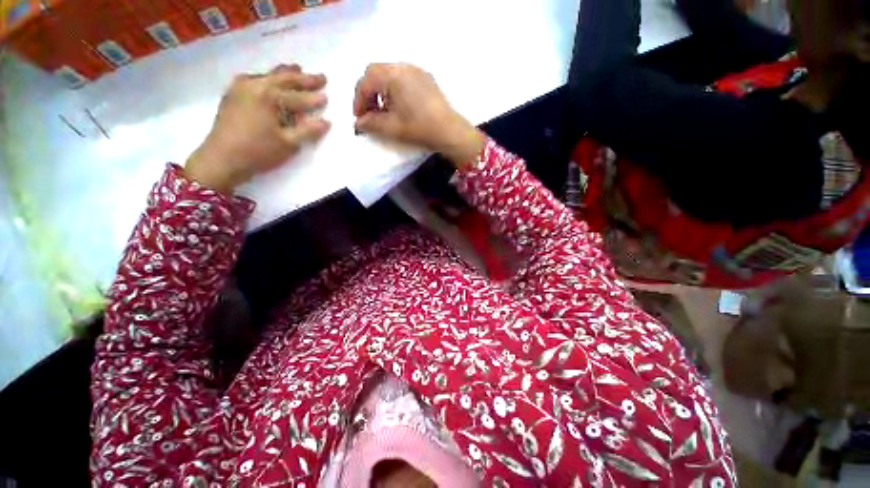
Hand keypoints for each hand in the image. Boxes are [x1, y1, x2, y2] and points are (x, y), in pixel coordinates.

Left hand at [186, 64, 330, 193]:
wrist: (221, 159)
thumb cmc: (258, 151)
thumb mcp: (288, 144)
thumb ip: (308, 131)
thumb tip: (326, 122)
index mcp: (269, 96)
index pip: (298, 97)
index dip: (314, 99)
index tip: (327, 97)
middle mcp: (254, 85)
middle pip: (284, 79)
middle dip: (304, 79)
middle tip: (321, 77)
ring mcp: (240, 87)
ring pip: (268, 76)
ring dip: (285, 74)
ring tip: (297, 69)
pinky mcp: (232, 94)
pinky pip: (254, 79)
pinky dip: (267, 78)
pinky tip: (269, 79)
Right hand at [353, 63, 485, 169]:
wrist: (450, 132)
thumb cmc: (419, 128)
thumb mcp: (391, 128)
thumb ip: (370, 123)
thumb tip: (357, 124)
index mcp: (393, 74)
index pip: (366, 81)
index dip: (358, 100)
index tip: (358, 118)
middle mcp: (404, 66)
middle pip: (376, 73)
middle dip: (368, 93)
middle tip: (369, 113)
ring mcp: (417, 71)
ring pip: (390, 74)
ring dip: (381, 91)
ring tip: (383, 111)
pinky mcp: (426, 79)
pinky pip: (403, 78)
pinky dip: (394, 90)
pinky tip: (398, 106)